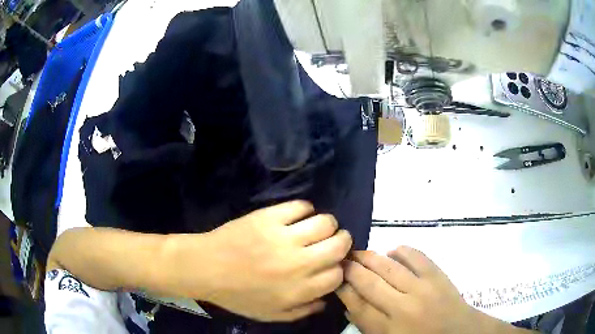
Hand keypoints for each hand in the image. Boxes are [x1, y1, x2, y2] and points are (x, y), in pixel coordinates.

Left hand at [168, 201, 351, 321]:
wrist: (205, 268)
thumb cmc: (237, 295)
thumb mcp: (271, 314)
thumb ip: (302, 311)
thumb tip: (326, 299)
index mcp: (299, 290)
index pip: (337, 274)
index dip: (337, 268)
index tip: (329, 265)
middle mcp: (297, 263)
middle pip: (339, 245)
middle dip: (341, 242)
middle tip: (330, 242)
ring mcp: (283, 237)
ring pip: (325, 223)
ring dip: (326, 225)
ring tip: (315, 228)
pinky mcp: (268, 217)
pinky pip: (301, 206)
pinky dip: (305, 209)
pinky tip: (297, 217)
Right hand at [337, 247, 530, 333]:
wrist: (461, 332)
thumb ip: (367, 326)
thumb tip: (349, 305)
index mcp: (388, 329)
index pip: (357, 305)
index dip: (342, 289)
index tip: (333, 277)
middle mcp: (402, 308)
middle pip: (369, 283)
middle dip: (350, 269)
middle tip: (340, 259)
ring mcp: (422, 288)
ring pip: (389, 267)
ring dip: (370, 257)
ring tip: (357, 252)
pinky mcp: (438, 275)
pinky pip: (416, 256)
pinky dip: (402, 251)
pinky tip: (392, 251)